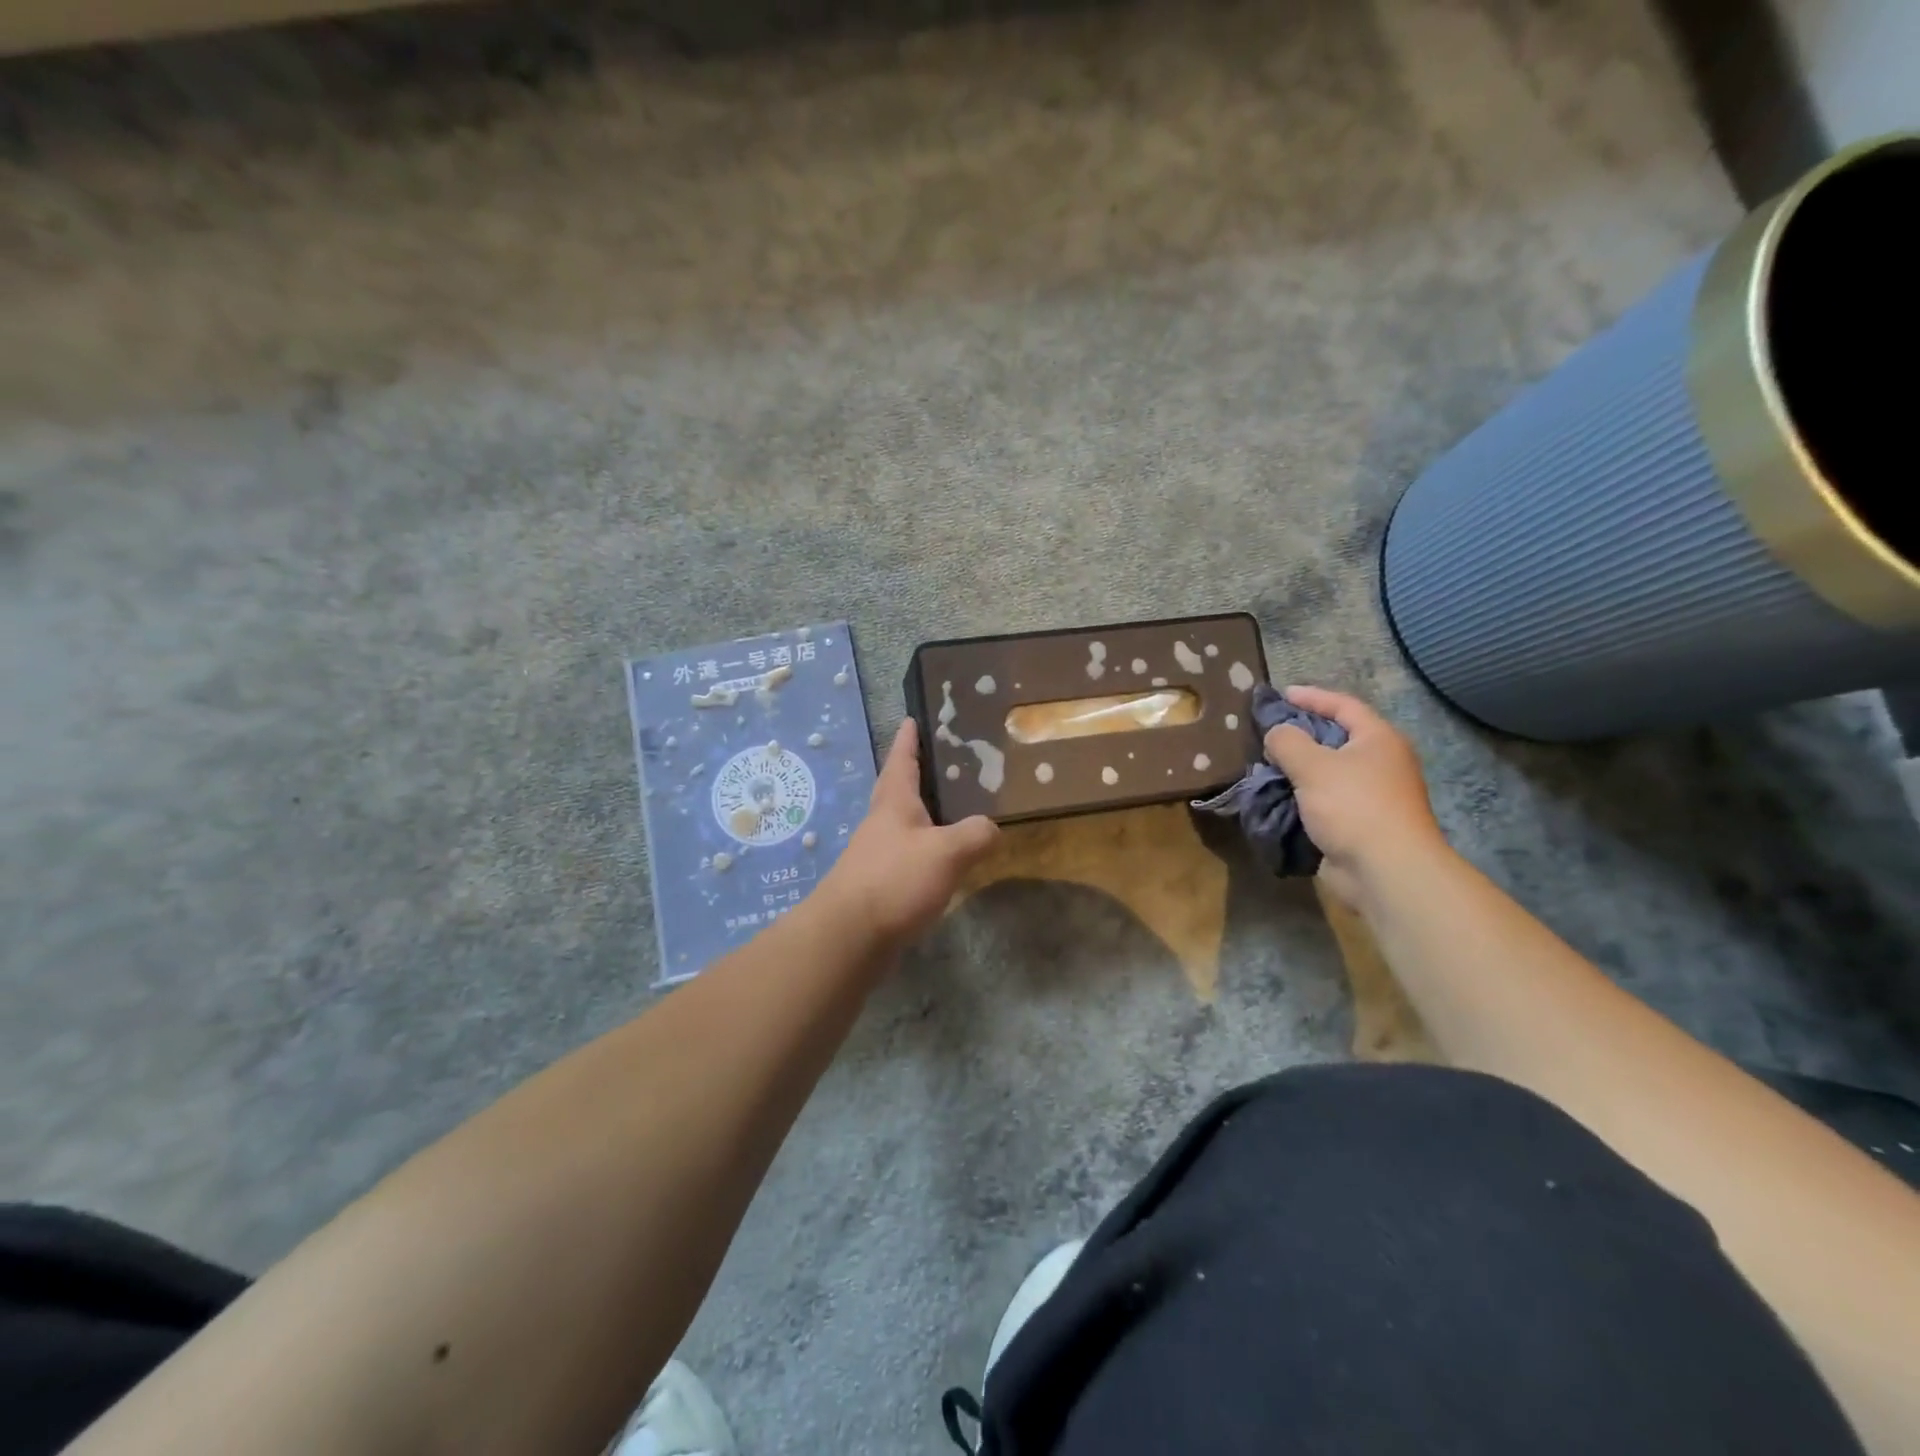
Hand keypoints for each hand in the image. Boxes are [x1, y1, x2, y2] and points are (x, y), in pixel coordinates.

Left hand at [817, 718, 999, 955]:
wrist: (849, 936)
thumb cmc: (895, 880)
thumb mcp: (947, 852)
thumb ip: (975, 834)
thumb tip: (992, 828)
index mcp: (894, 802)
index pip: (901, 760)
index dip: (908, 739)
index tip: (912, 719)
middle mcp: (882, 822)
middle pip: (899, 789)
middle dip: (918, 775)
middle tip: (945, 763)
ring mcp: (877, 854)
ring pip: (903, 824)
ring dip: (923, 814)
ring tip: (953, 810)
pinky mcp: (879, 884)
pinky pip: (907, 855)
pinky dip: (925, 849)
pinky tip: (943, 860)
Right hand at [1263, 685, 1446, 906]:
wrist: (1384, 870)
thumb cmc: (1353, 805)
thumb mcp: (1312, 765)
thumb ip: (1287, 741)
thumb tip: (1276, 734)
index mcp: (1378, 740)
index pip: (1344, 706)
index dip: (1312, 697)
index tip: (1281, 695)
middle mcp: (1379, 763)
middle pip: (1335, 739)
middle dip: (1300, 735)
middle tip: (1267, 733)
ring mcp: (1370, 796)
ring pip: (1326, 773)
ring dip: (1296, 770)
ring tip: (1263, 766)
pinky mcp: (1358, 824)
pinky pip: (1323, 801)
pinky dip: (1300, 797)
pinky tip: (1275, 798)